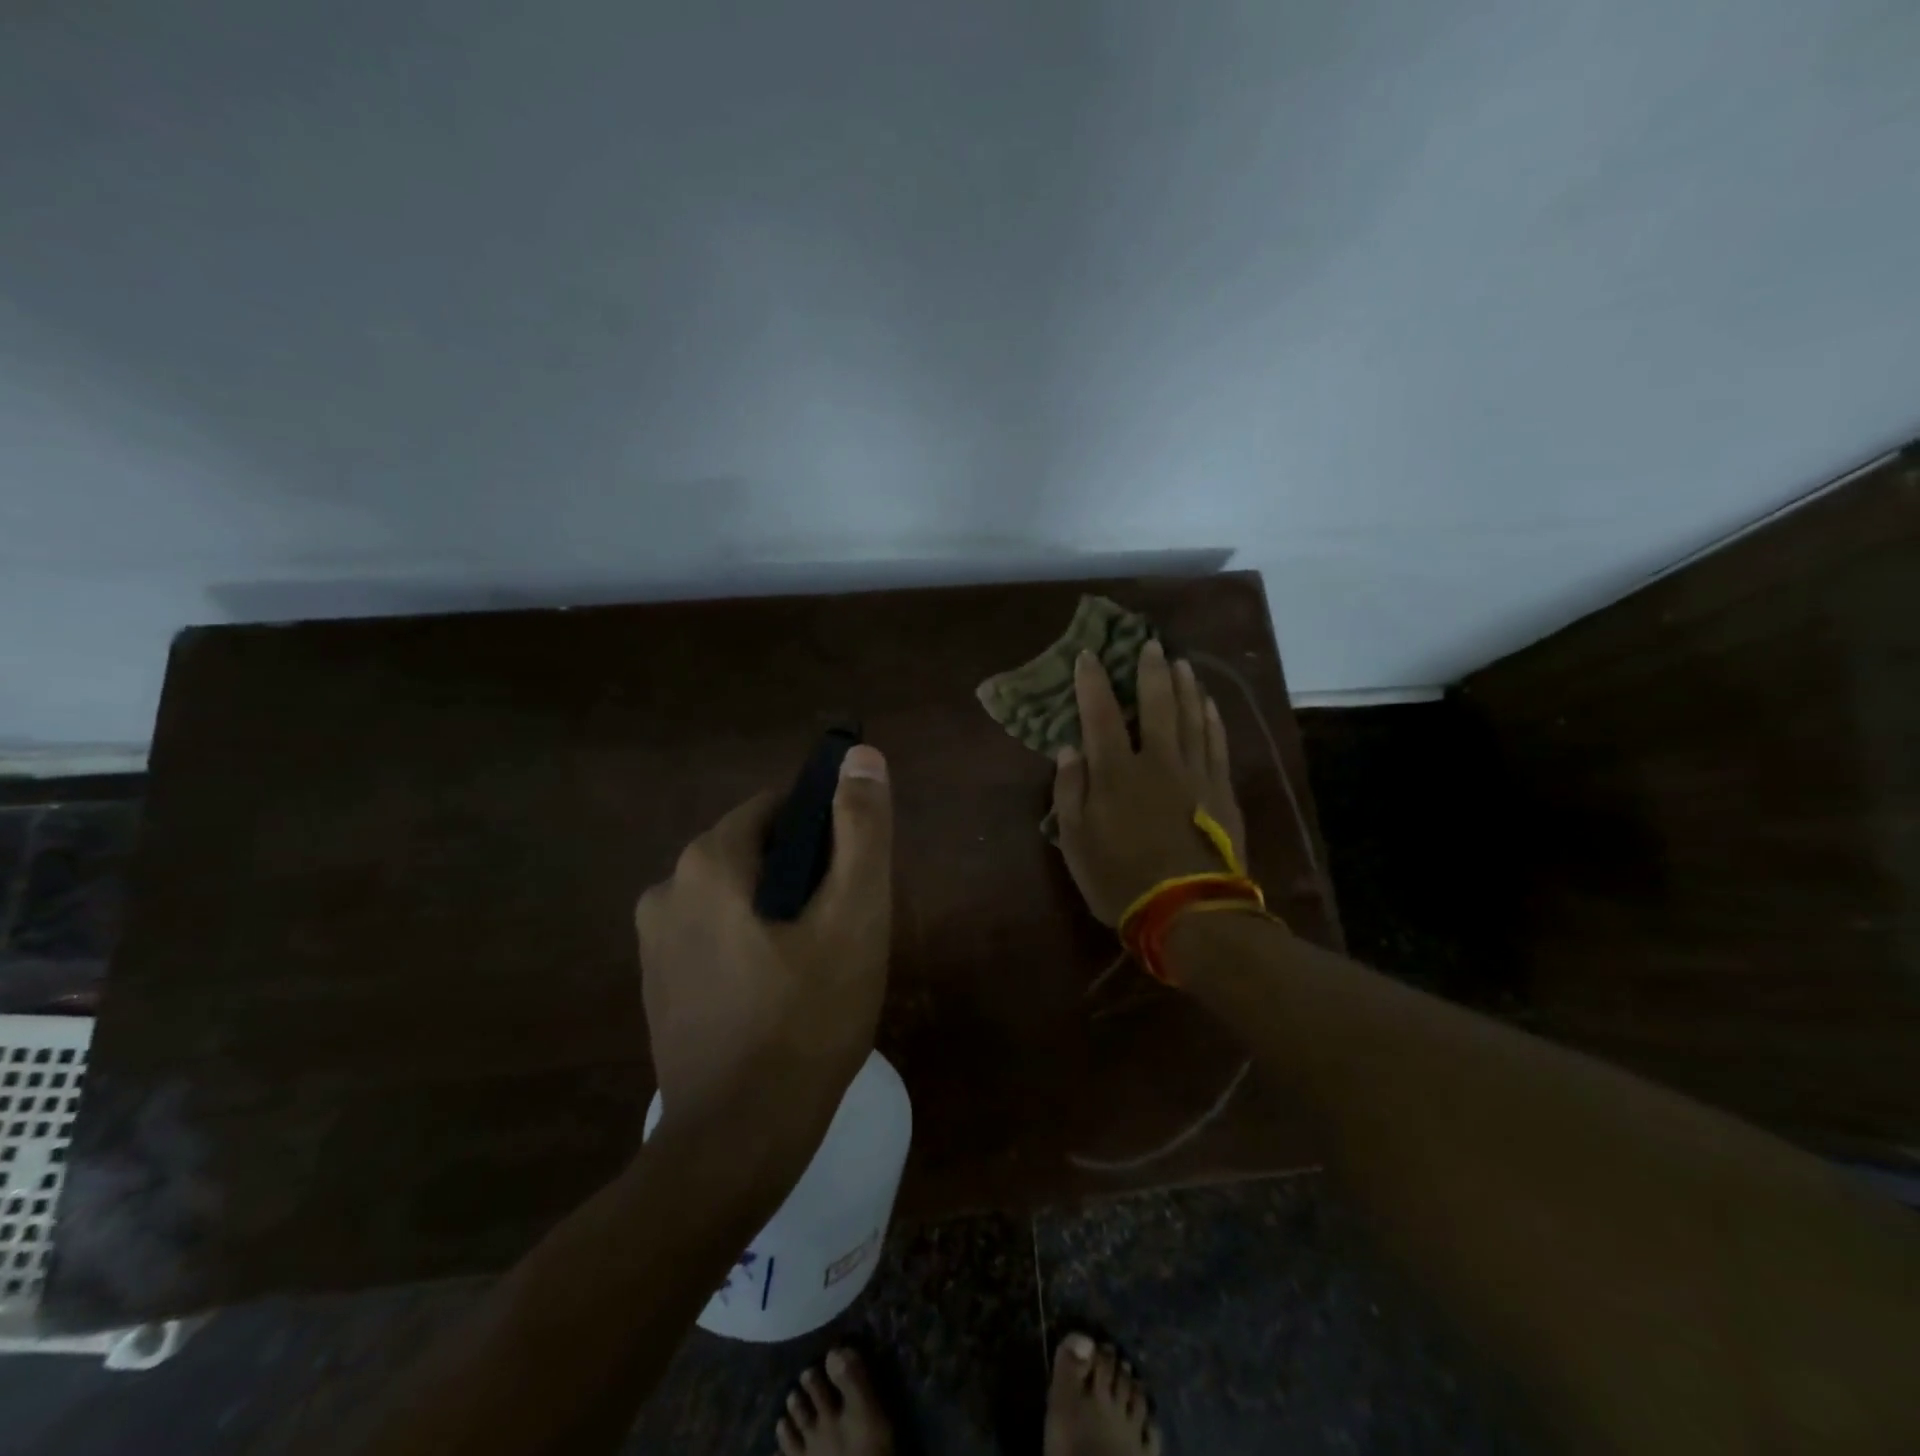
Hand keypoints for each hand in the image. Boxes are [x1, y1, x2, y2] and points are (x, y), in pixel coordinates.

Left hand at [635, 746, 892, 1159]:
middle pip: (756, 852)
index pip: (778, 808)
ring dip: (778, 912)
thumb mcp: (854, 914)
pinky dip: (750, 944)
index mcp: (707, 860)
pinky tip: (780, 994)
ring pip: (736, 896)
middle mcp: (666, 888)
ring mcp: (654, 942)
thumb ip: (861, 828)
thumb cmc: (807, 1017)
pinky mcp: (658, 985)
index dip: (826, 832)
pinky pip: (715, 937)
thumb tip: (862, 755)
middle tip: (843, 928)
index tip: (854, 876)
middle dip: (803, 875)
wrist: (738, 1141)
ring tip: (818, 965)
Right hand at [1052, 640, 1245, 925]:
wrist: (1189, 912)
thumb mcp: (1076, 843)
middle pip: (1155, 705)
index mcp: (1116, 773)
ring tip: (1181, 663)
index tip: (1089, 655)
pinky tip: (1209, 704)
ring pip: (1191, 716)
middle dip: (1150, 671)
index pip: (1100, 714)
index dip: (1093, 682)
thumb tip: (1069, 749)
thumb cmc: (1121, 880)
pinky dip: (1212, 718)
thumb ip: (1070, 792)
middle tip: (1149, 644)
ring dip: (1185, 686)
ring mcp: (1195, 772)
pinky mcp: (1221, 789)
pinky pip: (1217, 742)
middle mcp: (1157, 761)